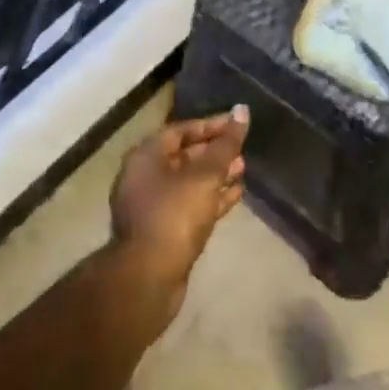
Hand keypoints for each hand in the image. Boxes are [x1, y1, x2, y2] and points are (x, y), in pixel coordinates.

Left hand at [110, 105, 249, 290]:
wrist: (148, 278)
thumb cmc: (174, 215)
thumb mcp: (204, 175)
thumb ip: (225, 145)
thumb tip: (242, 110)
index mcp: (146, 156)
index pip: (181, 130)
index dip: (211, 125)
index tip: (237, 124)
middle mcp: (144, 176)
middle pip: (184, 155)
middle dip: (214, 151)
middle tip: (243, 148)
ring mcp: (152, 206)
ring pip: (189, 182)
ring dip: (216, 175)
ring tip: (244, 168)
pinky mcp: (163, 231)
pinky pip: (190, 205)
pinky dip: (212, 198)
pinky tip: (236, 195)